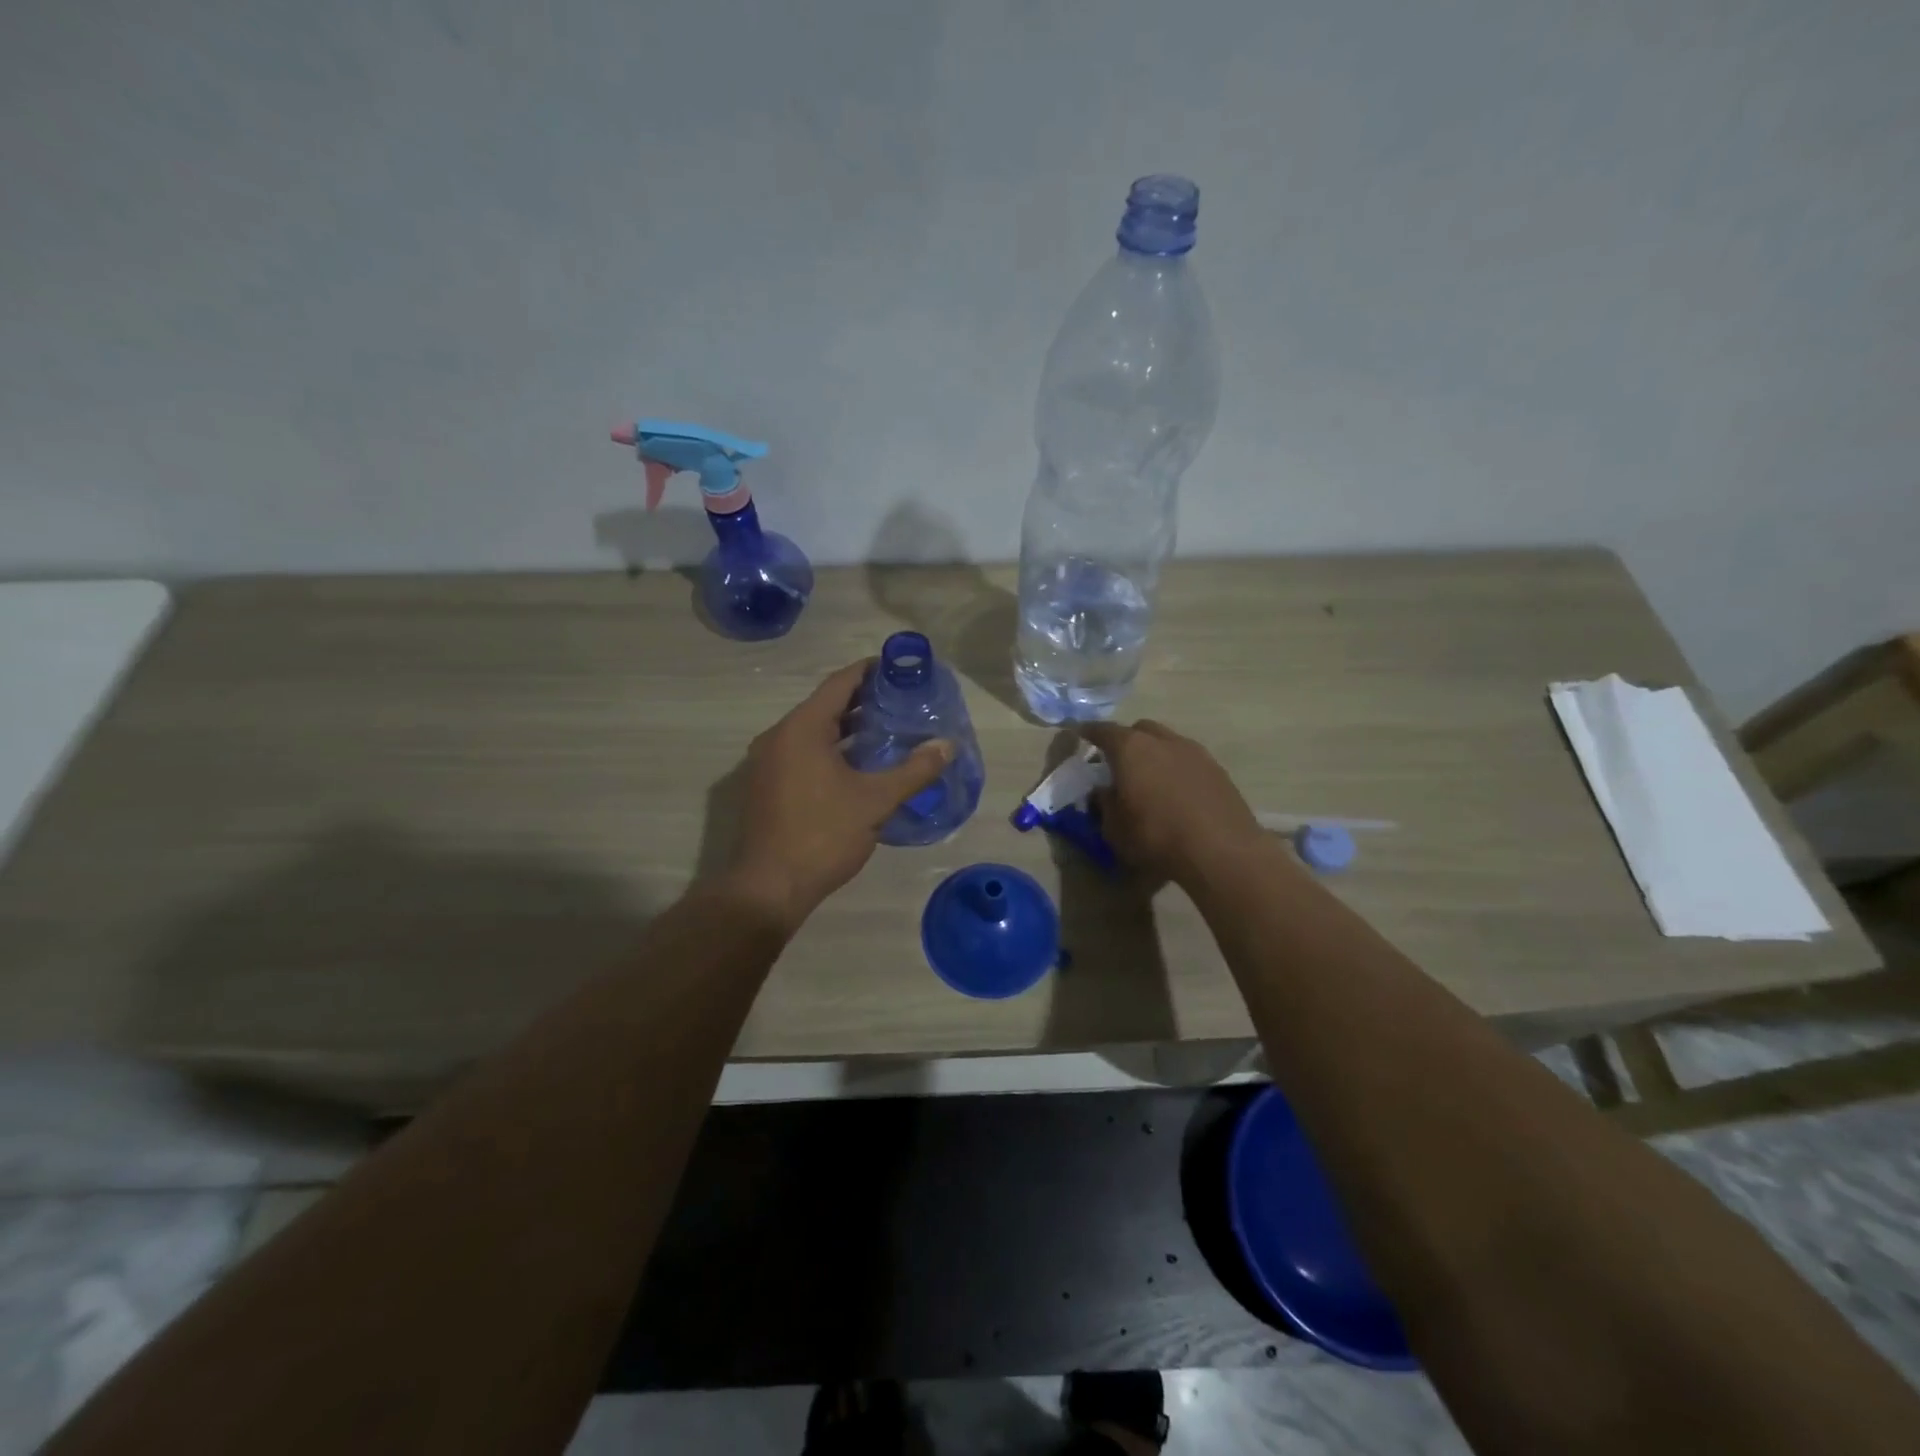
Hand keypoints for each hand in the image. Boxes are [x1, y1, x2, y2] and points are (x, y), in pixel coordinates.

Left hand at [723, 660, 952, 931]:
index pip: (839, 683)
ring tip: (887, 731)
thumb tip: (948, 745)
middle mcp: (779, 736)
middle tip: (901, 702)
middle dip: (863, 701)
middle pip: (825, 706)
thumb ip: (914, 770)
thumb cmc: (823, 835)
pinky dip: (830, 749)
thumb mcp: (875, 801)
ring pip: (813, 732)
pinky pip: (802, 753)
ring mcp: (767, 762)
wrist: (768, 887)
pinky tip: (858, 765)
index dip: (869, 671)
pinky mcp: (766, 785)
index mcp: (801, 728)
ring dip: (847, 728)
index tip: (898, 668)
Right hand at [1078, 719, 1264, 887]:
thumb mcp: (1114, 829)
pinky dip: (1177, 769)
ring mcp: (1195, 752)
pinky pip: (1188, 760)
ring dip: (1155, 754)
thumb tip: (1104, 791)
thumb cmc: (1157, 836)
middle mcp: (1163, 741)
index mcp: (1131, 749)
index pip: (1103, 731)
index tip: (1081, 735)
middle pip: (1139, 730)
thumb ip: (1104, 804)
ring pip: (1167, 742)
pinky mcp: (1218, 769)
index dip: (1089, 733)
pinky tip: (1177, 793)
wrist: (1222, 850)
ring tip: (1150, 780)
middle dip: (1126, 741)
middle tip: (1119, 763)